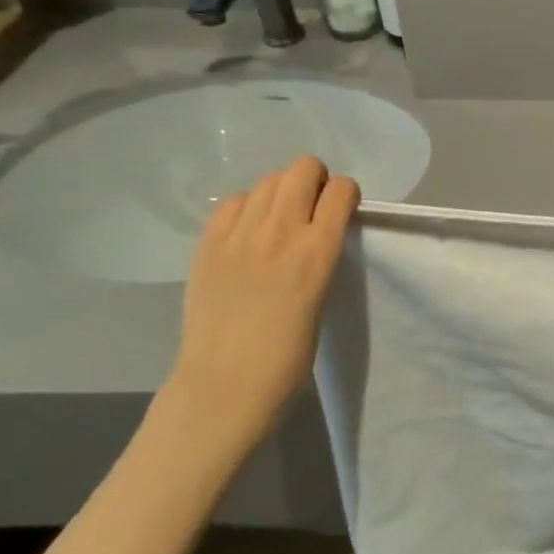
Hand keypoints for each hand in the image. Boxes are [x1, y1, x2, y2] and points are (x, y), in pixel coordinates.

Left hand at [162, 156, 359, 456]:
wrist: (225, 384)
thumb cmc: (289, 355)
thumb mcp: (322, 295)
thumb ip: (321, 255)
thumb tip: (317, 233)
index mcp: (319, 250)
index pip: (341, 190)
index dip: (345, 194)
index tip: (342, 211)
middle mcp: (281, 231)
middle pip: (303, 169)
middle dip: (315, 180)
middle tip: (311, 209)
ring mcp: (240, 234)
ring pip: (268, 180)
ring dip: (281, 191)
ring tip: (278, 220)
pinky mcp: (208, 243)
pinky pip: (233, 202)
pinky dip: (246, 207)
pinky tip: (247, 233)